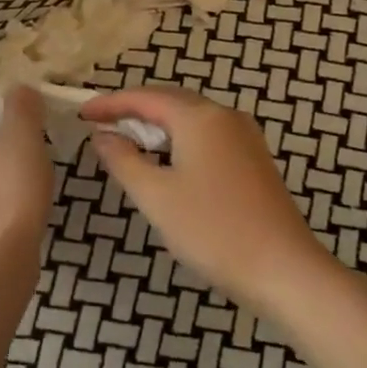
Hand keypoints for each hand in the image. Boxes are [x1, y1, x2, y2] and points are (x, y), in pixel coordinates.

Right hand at [82, 85, 334, 310]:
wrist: (284, 270)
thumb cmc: (212, 230)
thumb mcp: (155, 196)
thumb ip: (123, 160)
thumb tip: (102, 136)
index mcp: (199, 117)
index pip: (145, 97)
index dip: (110, 104)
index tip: (81, 114)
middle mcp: (225, 116)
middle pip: (170, 101)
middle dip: (133, 110)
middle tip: (101, 125)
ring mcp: (245, 137)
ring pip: (191, 119)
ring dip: (157, 125)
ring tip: (127, 143)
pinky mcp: (254, 160)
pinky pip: (207, 136)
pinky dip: (179, 140)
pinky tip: (167, 163)